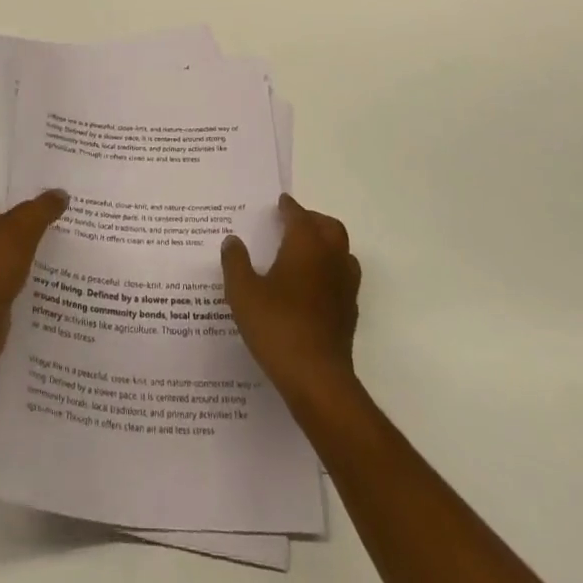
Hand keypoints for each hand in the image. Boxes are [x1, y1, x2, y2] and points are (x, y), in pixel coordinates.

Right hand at [222, 194, 360, 401]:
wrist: (317, 379)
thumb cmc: (277, 326)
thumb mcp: (243, 292)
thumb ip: (236, 262)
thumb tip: (233, 241)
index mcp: (306, 245)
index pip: (299, 215)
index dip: (289, 207)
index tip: (280, 203)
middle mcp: (330, 258)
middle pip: (330, 227)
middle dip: (313, 220)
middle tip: (294, 223)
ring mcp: (345, 286)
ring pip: (342, 252)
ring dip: (327, 245)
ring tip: (305, 253)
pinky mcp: (349, 313)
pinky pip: (343, 278)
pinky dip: (330, 272)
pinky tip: (313, 287)